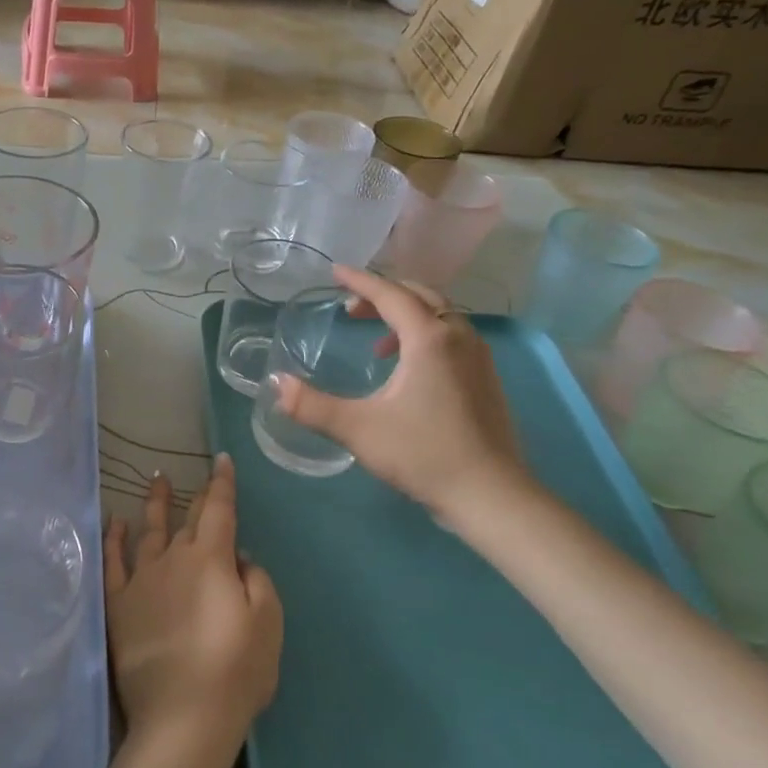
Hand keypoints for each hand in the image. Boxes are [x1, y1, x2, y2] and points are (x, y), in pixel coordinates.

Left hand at [103, 455, 281, 753]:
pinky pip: (114, 562)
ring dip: (153, 504)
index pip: (219, 510)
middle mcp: (174, 559)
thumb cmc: (235, 671)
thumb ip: (257, 581)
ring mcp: (142, 580)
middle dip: (195, 495)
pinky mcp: (119, 605)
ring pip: (148, 531)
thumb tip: (239, 557)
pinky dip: (113, 538)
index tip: (221, 461)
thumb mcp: (267, 624)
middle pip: (187, 519)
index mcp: (212, 560)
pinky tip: (114, 522)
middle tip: (194, 475)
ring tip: (155, 481)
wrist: (183, 716)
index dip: (222, 483)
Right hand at [269, 266, 528, 523]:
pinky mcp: (487, 378)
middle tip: (350, 308)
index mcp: (428, 338)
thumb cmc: (423, 454)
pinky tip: (408, 369)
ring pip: (440, 315)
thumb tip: (276, 384)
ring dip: (406, 314)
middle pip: (419, 296)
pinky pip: (452, 336)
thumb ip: (311, 405)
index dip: (360, 281)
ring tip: (376, 340)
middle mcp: (458, 336)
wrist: (491, 495)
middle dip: (383, 295)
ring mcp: (478, 357)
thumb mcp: (358, 429)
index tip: (335, 272)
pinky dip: (425, 334)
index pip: (390, 294)